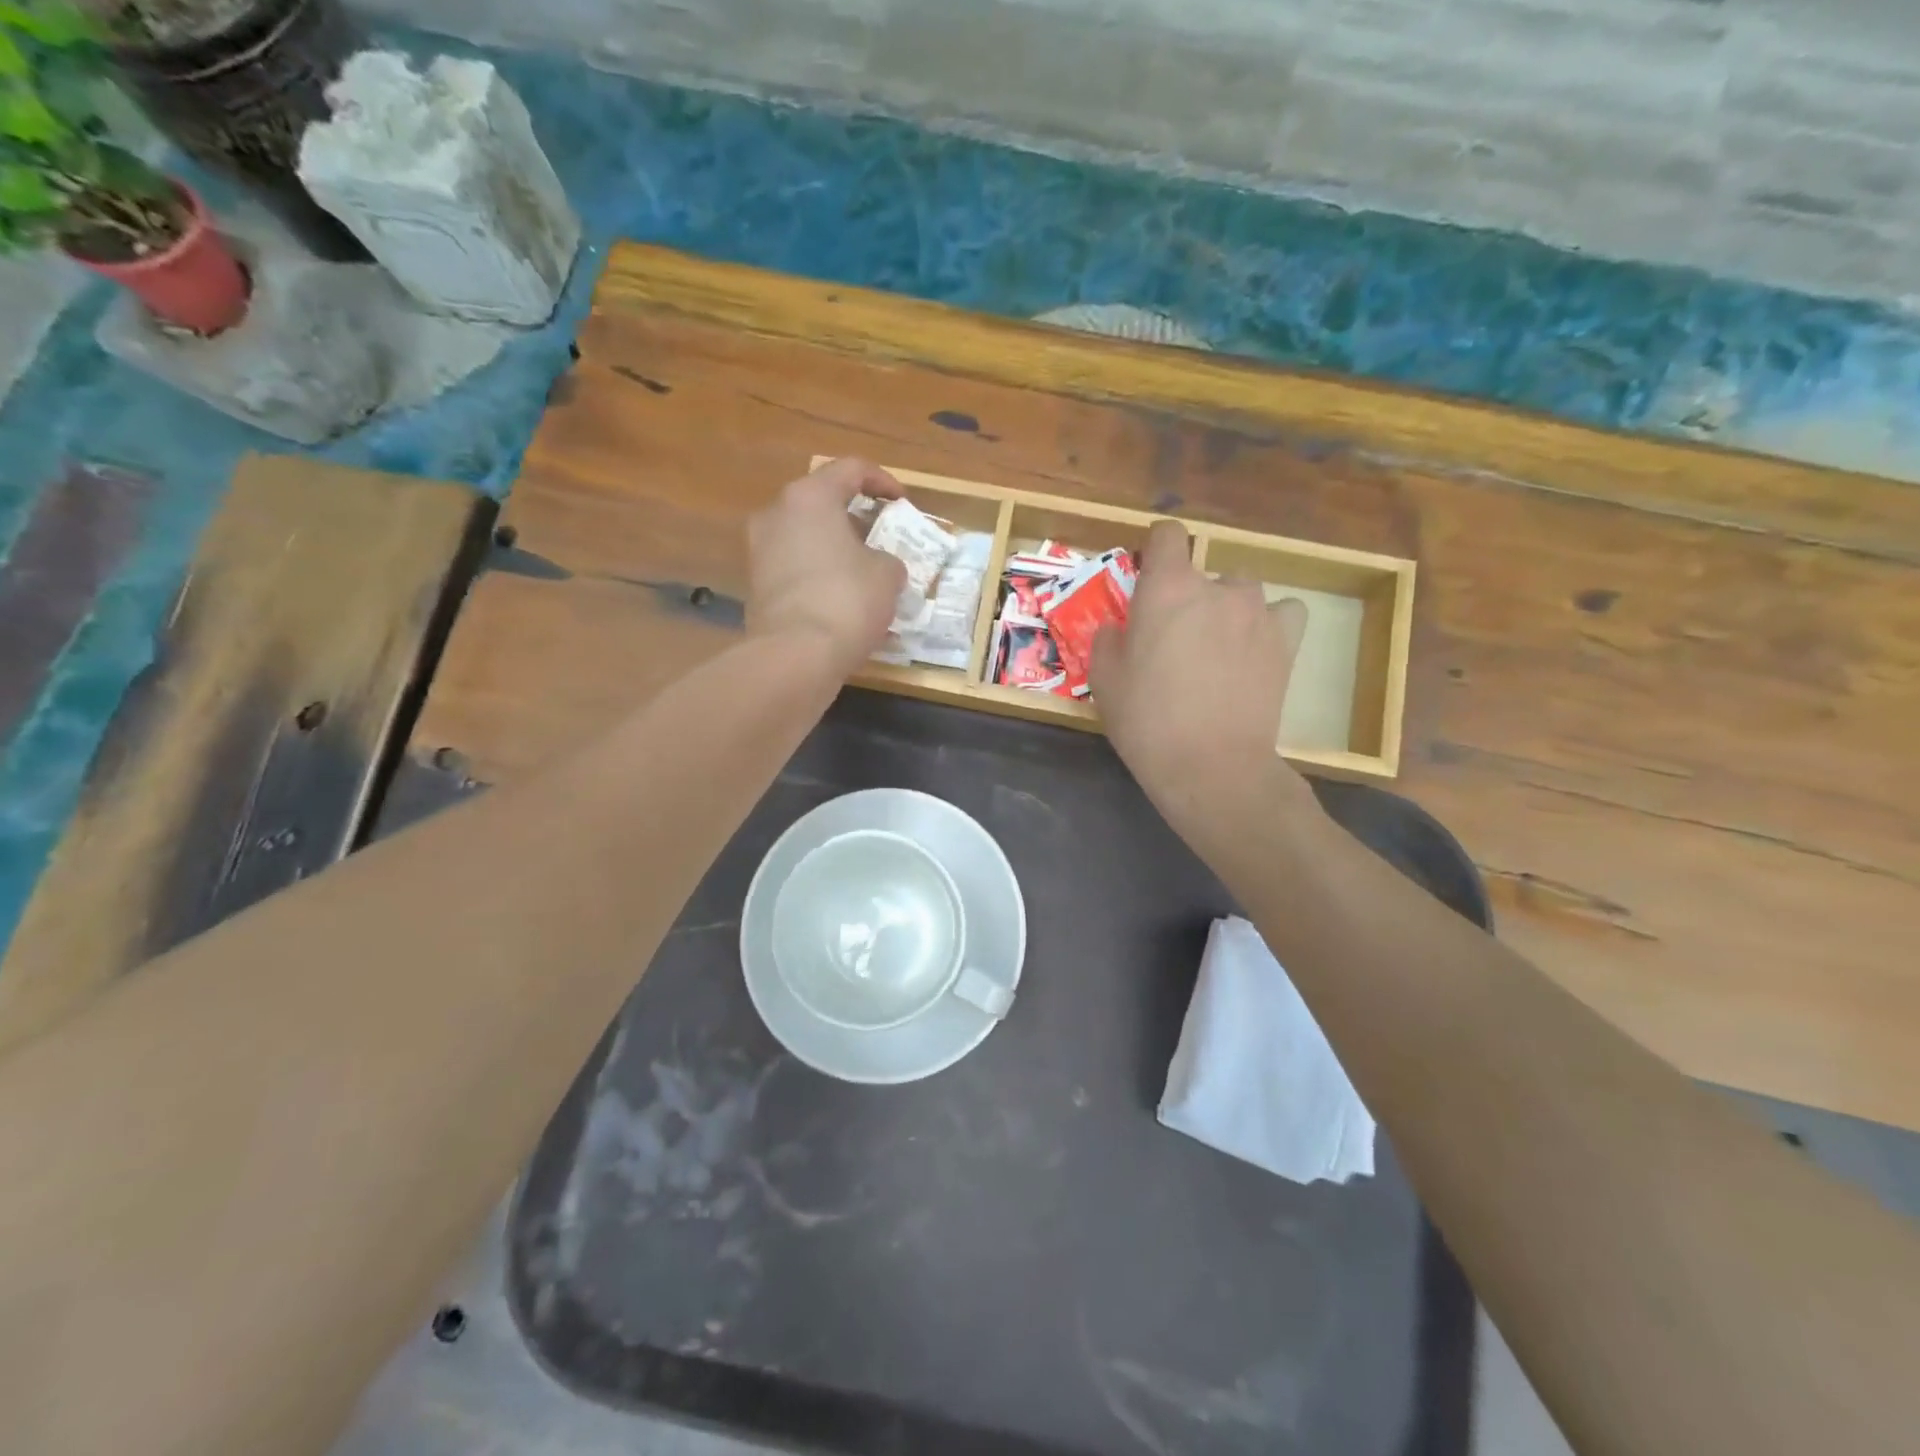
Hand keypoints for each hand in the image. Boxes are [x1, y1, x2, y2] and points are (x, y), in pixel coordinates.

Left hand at [747, 457, 908, 676]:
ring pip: (805, 536)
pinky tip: (843, 599)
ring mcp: (759, 551)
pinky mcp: (756, 586)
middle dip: (854, 517)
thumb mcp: (887, 575)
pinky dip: (819, 574)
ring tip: (864, 571)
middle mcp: (776, 514)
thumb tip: (878, 566)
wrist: (795, 655)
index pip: (850, 469)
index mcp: (809, 497)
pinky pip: (795, 568)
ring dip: (835, 548)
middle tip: (881, 536)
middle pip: (821, 502)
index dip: (882, 481)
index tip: (901, 502)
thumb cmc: (847, 600)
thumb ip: (887, 559)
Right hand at [1090, 519, 1315, 847]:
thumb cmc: (1147, 721)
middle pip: (1202, 571)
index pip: (1167, 534)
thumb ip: (1108, 639)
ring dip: (1226, 607)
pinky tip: (1256, 646)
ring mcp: (1257, 612)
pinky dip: (1270, 622)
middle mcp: (1216, 587)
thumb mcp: (1104, 680)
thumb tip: (1120, 627)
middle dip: (1186, 596)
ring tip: (1216, 646)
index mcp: (1166, 588)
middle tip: (1174, 639)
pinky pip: (1283, 612)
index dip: (1156, 550)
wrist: (1210, 765)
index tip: (1147, 577)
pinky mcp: (1287, 641)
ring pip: (1241, 590)